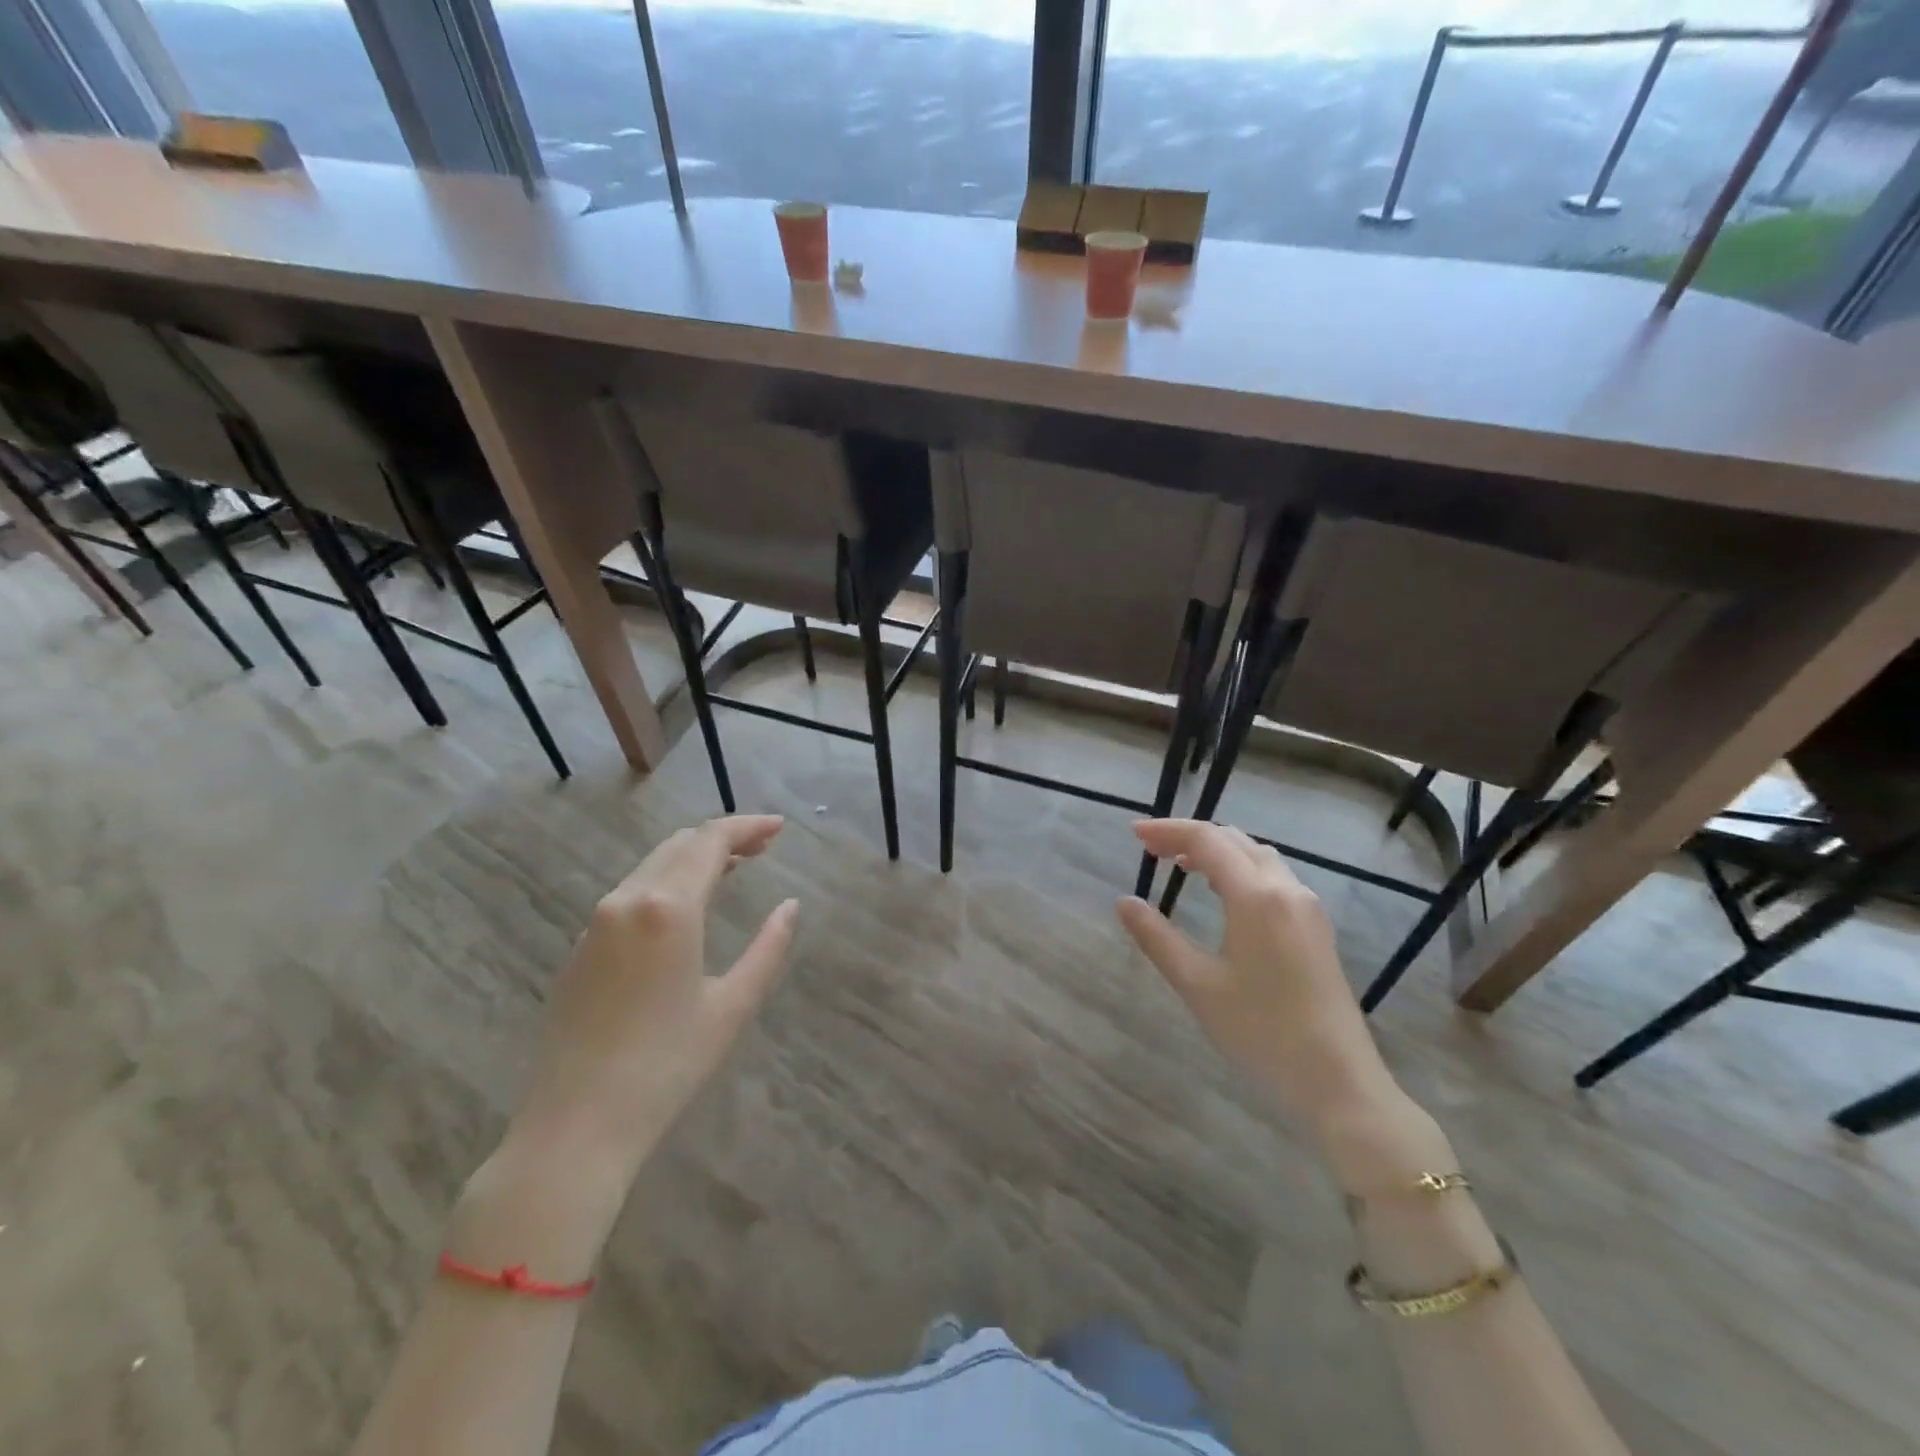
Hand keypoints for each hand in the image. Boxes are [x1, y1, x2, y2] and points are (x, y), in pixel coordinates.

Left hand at [512, 814, 798, 1178]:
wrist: (576, 1124)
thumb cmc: (667, 1066)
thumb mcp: (733, 1005)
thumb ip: (768, 947)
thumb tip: (790, 906)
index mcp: (668, 908)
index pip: (711, 841)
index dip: (748, 826)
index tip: (780, 827)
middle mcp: (627, 900)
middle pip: (680, 844)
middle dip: (724, 837)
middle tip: (763, 846)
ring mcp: (596, 921)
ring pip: (653, 865)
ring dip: (694, 857)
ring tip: (734, 867)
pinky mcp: (580, 946)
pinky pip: (631, 891)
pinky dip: (667, 881)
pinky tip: (686, 904)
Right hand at [1118, 820, 1397, 1128]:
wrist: (1338, 1079)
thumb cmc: (1261, 1031)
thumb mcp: (1198, 985)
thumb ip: (1157, 938)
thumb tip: (1124, 902)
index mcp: (1256, 896)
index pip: (1207, 841)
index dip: (1168, 830)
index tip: (1134, 833)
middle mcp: (1286, 889)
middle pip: (1234, 840)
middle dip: (1190, 836)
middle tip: (1151, 848)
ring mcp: (1307, 907)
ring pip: (1257, 856)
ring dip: (1218, 851)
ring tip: (1181, 864)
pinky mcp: (1316, 927)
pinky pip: (1273, 876)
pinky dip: (1240, 869)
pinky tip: (1224, 893)